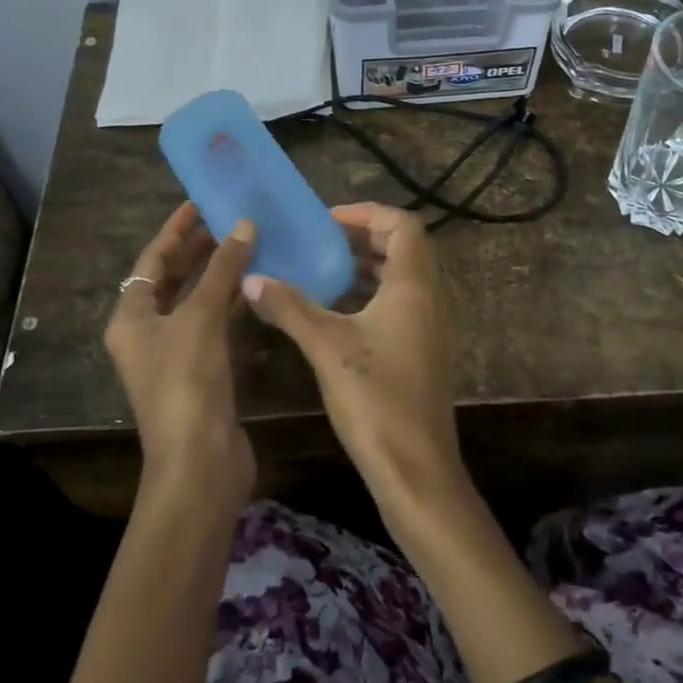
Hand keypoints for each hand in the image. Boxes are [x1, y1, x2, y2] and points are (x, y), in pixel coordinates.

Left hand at [104, 203, 255, 508]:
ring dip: (219, 274)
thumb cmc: (187, 382)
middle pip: (173, 279)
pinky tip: (256, 285)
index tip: (201, 202)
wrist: (199, 460)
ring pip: (196, 301)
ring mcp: (175, 353)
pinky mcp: (202, 370)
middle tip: (231, 219)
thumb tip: (244, 224)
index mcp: (131, 317)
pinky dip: (231, 302)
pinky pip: (214, 323)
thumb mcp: (200, 318)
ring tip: (249, 243)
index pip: (152, 260)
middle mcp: (148, 332)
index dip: (176, 229)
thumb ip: (222, 269)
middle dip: (200, 249)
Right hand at [242, 203, 465, 515]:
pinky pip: (402, 303)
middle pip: (404, 248)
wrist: (416, 468)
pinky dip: (372, 294)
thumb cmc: (375, 399)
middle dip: (363, 238)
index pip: (403, 225)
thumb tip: (251, 278)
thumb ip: (289, 307)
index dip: (367, 214)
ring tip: (323, 271)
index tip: (327, 221)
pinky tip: (337, 312)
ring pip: (403, 277)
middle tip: (320, 242)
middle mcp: (430, 298)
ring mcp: (431, 326)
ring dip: (367, 267)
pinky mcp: (425, 351)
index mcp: (414, 286)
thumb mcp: (326, 346)